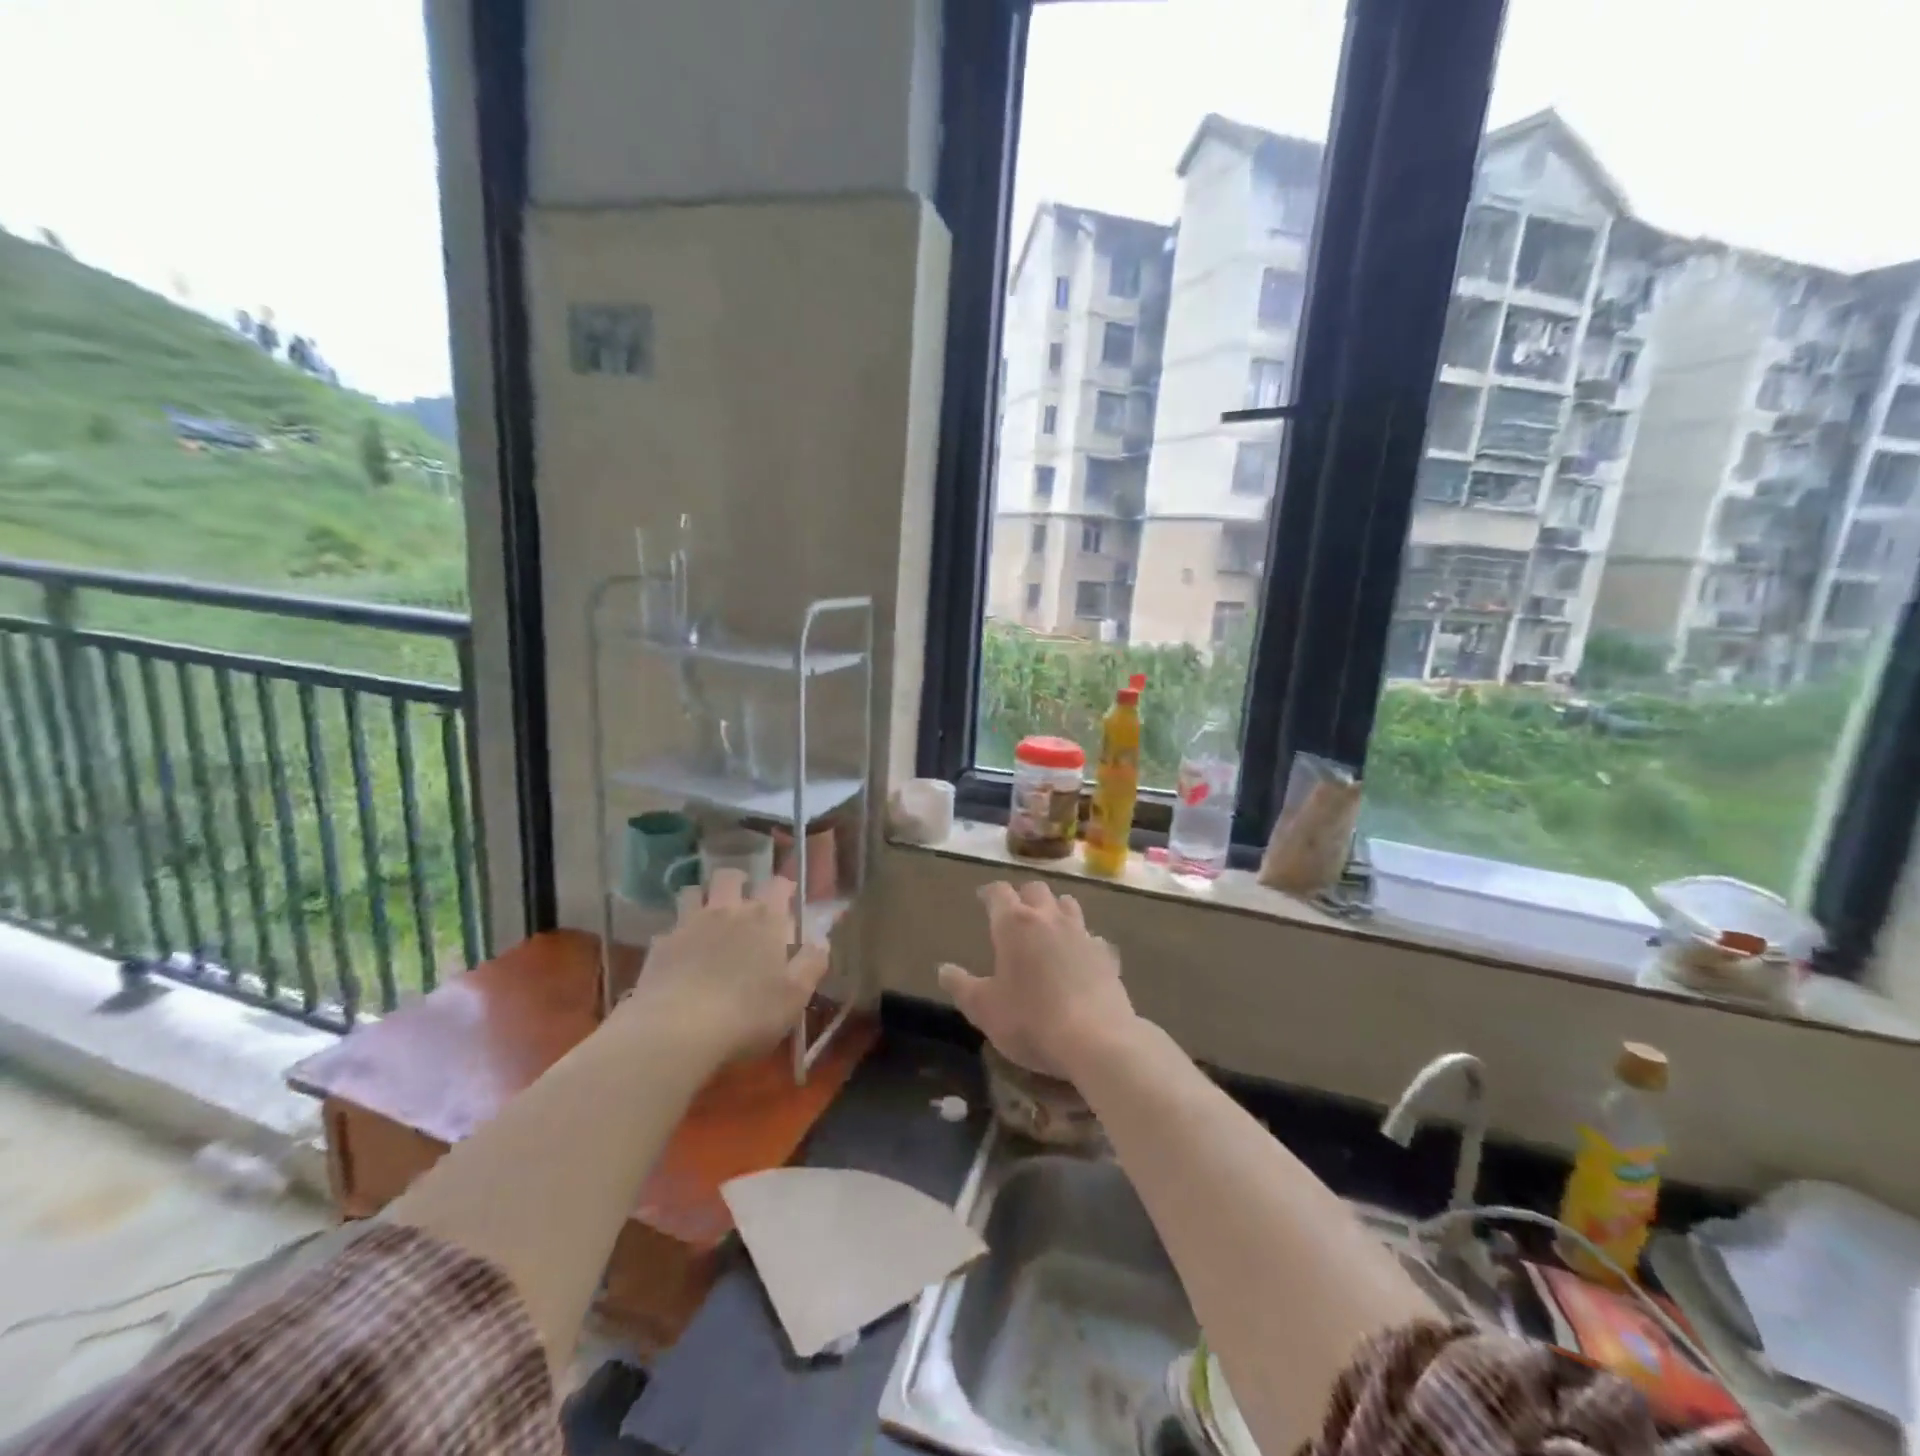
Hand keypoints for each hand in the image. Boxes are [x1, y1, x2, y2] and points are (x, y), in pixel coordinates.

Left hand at [617, 869, 830, 1065]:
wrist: (676, 1030)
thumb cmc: (747, 1014)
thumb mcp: (795, 996)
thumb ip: (812, 963)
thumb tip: (821, 940)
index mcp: (765, 919)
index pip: (779, 884)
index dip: (785, 887)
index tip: (788, 900)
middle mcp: (728, 911)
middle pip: (730, 876)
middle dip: (738, 882)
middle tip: (743, 904)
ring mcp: (690, 924)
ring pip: (694, 892)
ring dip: (703, 899)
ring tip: (708, 920)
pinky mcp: (660, 945)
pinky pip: (670, 928)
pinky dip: (677, 935)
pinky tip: (680, 955)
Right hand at [938, 880, 1135, 1081]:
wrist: (1096, 1040)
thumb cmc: (1030, 1020)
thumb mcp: (984, 1009)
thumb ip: (961, 986)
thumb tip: (943, 969)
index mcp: (1014, 924)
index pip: (999, 892)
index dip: (989, 893)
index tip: (982, 898)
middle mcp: (1049, 918)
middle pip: (1036, 890)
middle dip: (1023, 896)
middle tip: (1015, 913)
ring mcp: (1082, 933)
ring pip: (1068, 905)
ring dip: (1055, 909)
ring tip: (1048, 928)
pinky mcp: (1107, 955)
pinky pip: (1093, 937)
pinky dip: (1083, 941)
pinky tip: (1080, 958)